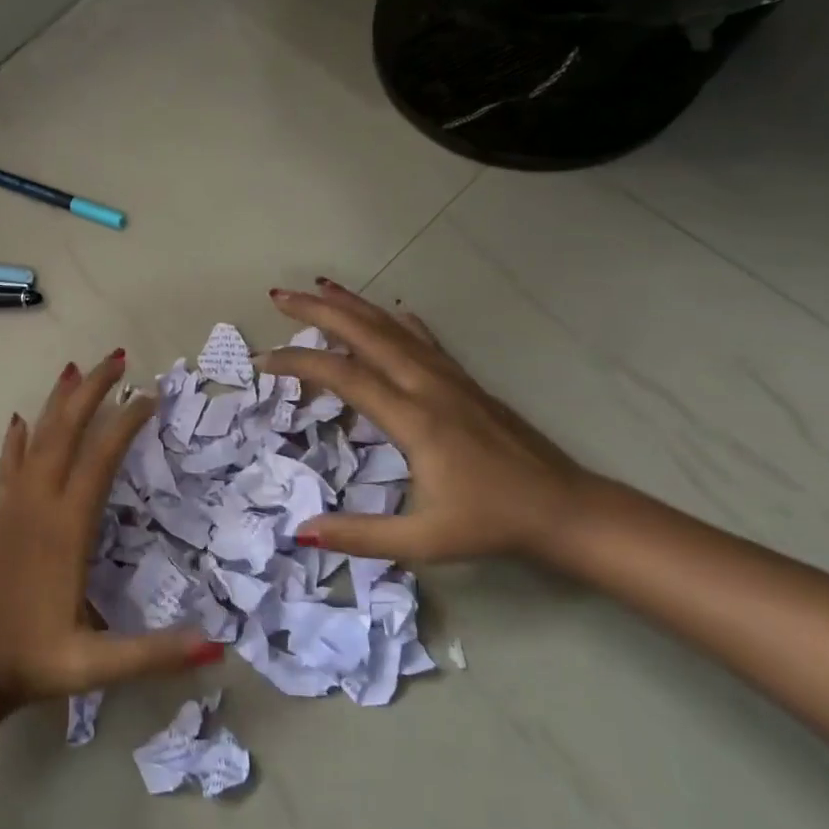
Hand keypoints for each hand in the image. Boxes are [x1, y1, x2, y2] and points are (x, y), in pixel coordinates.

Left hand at [0, 352, 224, 707]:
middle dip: (91, 391)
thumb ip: (154, 654)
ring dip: (56, 403)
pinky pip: (8, 467)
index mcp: (66, 528)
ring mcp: (14, 509)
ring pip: (35, 441)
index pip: (101, 459)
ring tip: (73, 369)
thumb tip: (216, 646)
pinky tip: (18, 421)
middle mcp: (38, 505)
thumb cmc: (33, 661)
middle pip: (65, 432)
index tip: (150, 394)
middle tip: (117, 358)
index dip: (126, 422)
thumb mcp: (96, 665)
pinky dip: (15, 440)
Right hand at [260, 281, 592, 563]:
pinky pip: (423, 339)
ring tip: (320, 287)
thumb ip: (360, 536)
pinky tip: (389, 311)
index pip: (344, 376)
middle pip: (366, 334)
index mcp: (413, 419)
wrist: (565, 509)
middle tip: (279, 297)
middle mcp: (428, 385)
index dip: (299, 363)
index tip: (263, 361)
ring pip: (393, 328)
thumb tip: (300, 532)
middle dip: (318, 311)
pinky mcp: (466, 382)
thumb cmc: (491, 523)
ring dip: (353, 306)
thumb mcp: (423, 541)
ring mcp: (450, 378)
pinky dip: (397, 321)